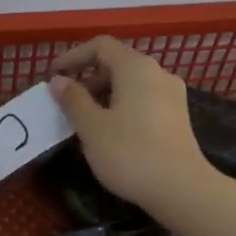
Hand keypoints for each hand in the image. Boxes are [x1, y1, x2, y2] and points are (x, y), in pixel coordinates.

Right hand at [52, 36, 235, 235]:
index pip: (100, 46)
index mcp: (136, 67)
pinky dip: (122, 107)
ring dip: (105, 95)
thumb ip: (73, 100)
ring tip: (86, 122)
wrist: (181, 188)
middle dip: (88, 79)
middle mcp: (158, 73)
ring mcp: (172, 95)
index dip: (73, 57)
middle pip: (117, 63)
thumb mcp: (92, 127)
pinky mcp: (178, 117)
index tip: (54, 76)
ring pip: (131, 84)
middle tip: (68, 104)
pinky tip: (112, 133)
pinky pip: (143, 100)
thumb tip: (59, 81)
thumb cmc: (130, 154)